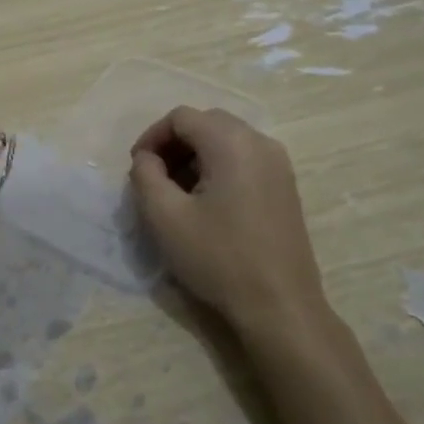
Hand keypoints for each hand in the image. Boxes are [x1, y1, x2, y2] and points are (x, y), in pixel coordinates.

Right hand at [129, 107, 329, 336]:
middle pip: (206, 123)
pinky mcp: (285, 187)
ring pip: (227, 140)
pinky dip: (218, 168)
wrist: (280, 306)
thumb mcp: (165, 217)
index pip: (181, 117)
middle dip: (174, 144)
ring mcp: (279, 164)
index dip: (152, 137)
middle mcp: (261, 142)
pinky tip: (206, 204)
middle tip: (154, 178)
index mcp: (232, 142)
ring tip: (177, 193)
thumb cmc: (218, 258)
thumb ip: (145, 176)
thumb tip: (147, 158)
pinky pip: (245, 159)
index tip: (137, 168)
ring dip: (195, 156)